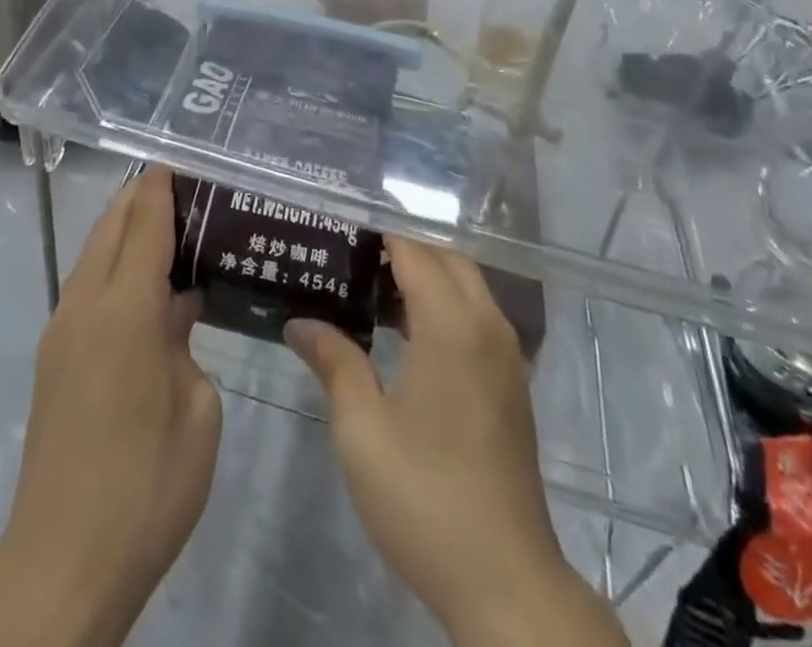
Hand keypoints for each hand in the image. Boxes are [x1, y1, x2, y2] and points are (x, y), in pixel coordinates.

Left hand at [0, 166, 221, 646]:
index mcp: (125, 311)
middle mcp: (85, 306)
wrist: (63, 559)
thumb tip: (173, 310)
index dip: (160, 190)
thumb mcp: (196, 411)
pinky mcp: (52, 357)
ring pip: (91, 255)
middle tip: (178, 189)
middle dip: (138, 199)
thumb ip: (185, 343)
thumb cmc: (147, 486)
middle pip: (109, 228)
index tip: (177, 163)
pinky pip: (85, 287)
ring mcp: (61, 331)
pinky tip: (140, 287)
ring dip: (121, 231)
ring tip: (163, 228)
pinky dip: (111, 265)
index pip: (143, 225)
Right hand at [286, 239, 626, 646]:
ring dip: (424, 276)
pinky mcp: (512, 384)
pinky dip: (443, 304)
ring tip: (368, 288)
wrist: (506, 582)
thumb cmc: (425, 498)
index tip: (335, 229)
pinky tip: (404, 334)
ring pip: (465, 286)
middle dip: (401, 248)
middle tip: (348, 256)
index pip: (413, 251)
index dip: (376, 234)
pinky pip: (476, 316)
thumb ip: (334, 361)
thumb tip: (300, 322)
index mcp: (452, 326)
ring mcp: (506, 356)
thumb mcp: (362, 429)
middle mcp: (487, 327)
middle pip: (446, 258)